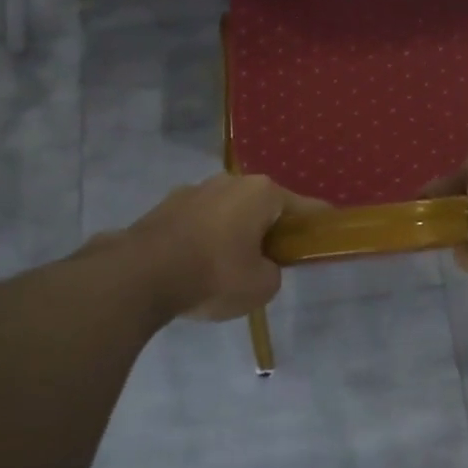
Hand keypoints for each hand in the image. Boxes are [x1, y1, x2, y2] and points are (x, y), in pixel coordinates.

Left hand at [106, 174, 317, 320]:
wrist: (140, 275)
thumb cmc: (214, 274)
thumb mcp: (262, 286)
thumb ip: (272, 272)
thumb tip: (260, 265)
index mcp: (262, 193)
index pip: (304, 207)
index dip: (318, 223)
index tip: (328, 232)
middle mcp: (230, 181)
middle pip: (262, 205)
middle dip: (270, 228)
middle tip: (273, 258)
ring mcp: (194, 189)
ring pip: (228, 211)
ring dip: (234, 231)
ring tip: (229, 265)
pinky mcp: (165, 206)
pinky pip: (199, 221)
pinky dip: (205, 237)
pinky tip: (198, 265)